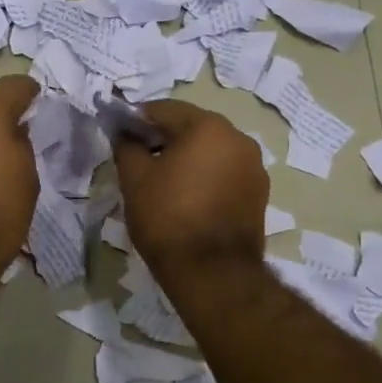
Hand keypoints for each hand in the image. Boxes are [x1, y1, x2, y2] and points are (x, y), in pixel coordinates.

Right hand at [112, 100, 267, 270]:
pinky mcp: (259, 193)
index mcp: (208, 126)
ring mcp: (254, 167)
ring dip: (187, 157)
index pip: (164, 109)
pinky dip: (206, 176)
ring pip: (211, 150)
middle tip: (140, 161)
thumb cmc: (168, 218)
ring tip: (164, 183)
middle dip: (164, 138)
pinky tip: (188, 199)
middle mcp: (238, 138)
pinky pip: (225, 172)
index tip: (122, 138)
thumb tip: (125, 133)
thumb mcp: (134, 178)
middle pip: (192, 126)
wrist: (212, 273)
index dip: (137, 120)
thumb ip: (127, 146)